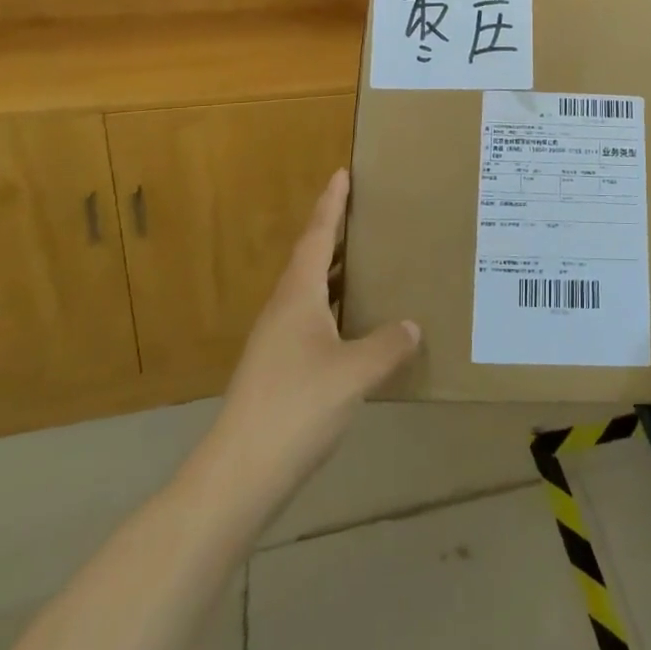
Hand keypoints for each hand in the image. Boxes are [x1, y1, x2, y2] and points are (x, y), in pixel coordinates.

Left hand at [187, 170, 420, 514]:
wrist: (237, 475)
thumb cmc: (296, 408)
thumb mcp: (353, 374)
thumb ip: (386, 346)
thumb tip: (412, 325)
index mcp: (297, 296)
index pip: (316, 236)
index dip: (331, 205)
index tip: (341, 173)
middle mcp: (283, 310)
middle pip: (309, 259)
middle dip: (333, 233)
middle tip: (362, 212)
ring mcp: (276, 342)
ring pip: (308, 291)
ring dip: (333, 271)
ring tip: (364, 261)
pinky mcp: (277, 370)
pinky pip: (310, 319)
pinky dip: (332, 307)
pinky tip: (352, 326)